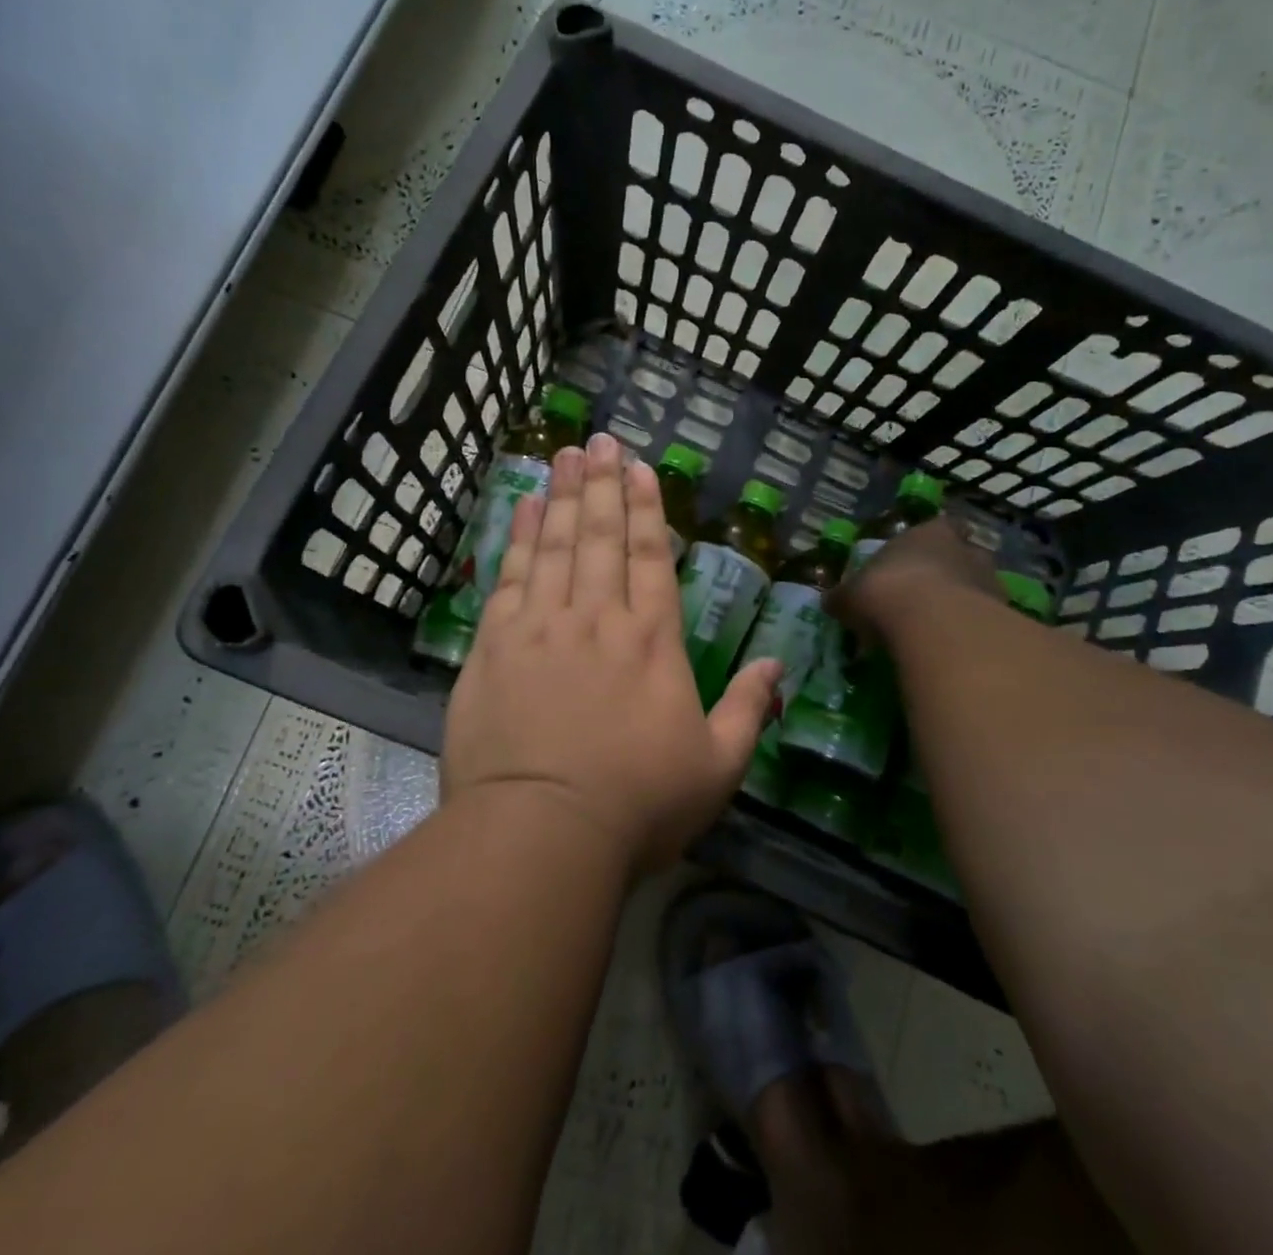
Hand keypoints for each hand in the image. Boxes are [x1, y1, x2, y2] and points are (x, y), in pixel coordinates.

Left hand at [441, 433, 781, 872]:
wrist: (541, 833)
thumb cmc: (637, 804)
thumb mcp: (716, 766)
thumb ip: (749, 709)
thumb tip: (777, 664)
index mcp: (652, 640)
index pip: (652, 556)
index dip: (647, 508)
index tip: (639, 467)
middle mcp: (598, 618)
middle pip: (601, 536)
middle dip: (603, 484)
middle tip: (599, 439)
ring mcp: (542, 626)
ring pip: (555, 544)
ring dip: (563, 495)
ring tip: (564, 454)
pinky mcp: (495, 645)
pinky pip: (510, 576)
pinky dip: (519, 537)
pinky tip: (524, 508)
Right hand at [828, 516, 997, 643]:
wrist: (934, 625)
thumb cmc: (887, 592)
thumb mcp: (851, 595)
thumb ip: (844, 597)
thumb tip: (831, 601)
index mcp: (930, 532)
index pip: (939, 527)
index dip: (928, 543)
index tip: (916, 561)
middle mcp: (966, 550)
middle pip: (962, 557)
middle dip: (949, 574)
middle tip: (927, 599)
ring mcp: (990, 583)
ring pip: (978, 589)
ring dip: (963, 605)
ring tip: (940, 630)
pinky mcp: (1004, 618)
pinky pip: (986, 623)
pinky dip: (972, 633)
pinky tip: (953, 650)